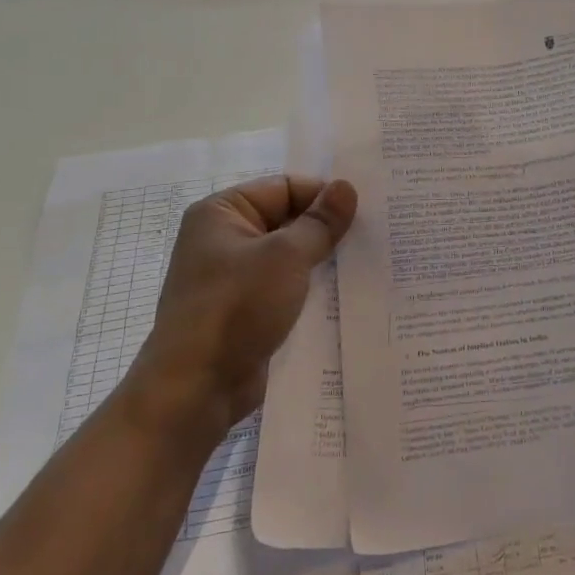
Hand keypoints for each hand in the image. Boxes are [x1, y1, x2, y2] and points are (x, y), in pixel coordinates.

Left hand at [125, 175, 356, 434]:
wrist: (197, 388)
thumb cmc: (236, 307)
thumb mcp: (286, 256)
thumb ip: (320, 222)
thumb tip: (347, 186)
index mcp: (223, 213)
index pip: (285, 188)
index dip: (324, 196)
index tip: (366, 211)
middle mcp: (226, 239)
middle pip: (290, 221)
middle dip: (329, 230)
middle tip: (377, 234)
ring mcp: (236, 278)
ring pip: (293, 258)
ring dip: (325, 262)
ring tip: (371, 262)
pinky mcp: (248, 311)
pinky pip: (288, 288)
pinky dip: (314, 289)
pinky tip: (350, 294)